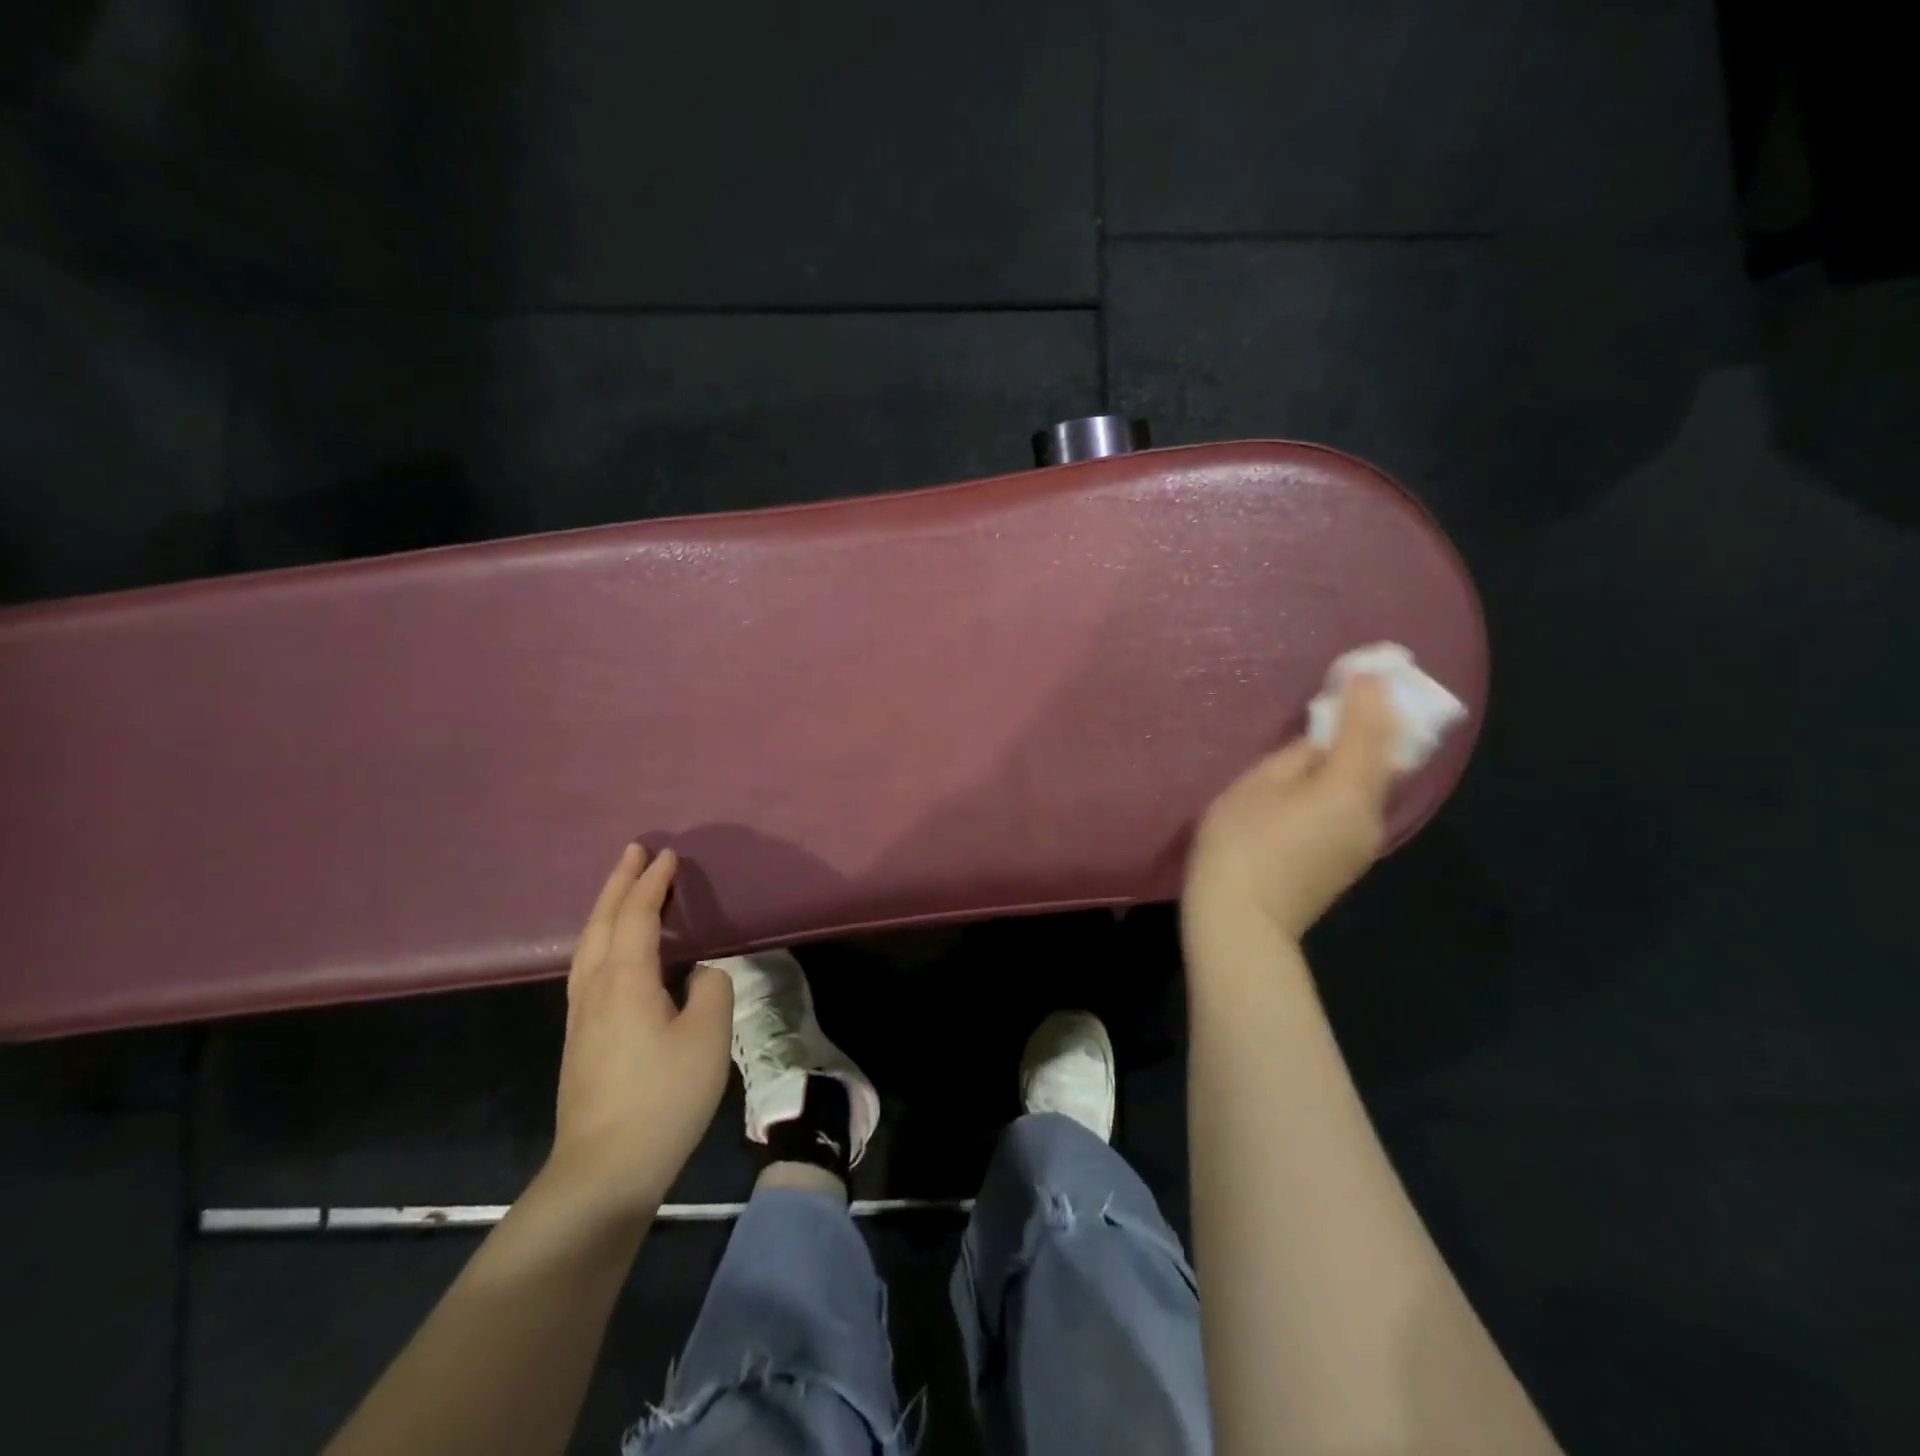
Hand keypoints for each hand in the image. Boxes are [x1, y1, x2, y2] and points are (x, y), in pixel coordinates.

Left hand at [545, 844, 732, 1224]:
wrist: (604, 1169)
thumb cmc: (663, 1097)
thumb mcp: (707, 1037)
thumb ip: (710, 989)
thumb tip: (697, 973)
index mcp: (625, 980)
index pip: (636, 916)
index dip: (652, 883)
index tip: (667, 854)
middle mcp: (595, 988)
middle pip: (602, 922)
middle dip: (619, 883)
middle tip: (634, 851)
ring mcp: (581, 1015)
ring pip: (588, 945)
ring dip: (605, 908)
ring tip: (622, 889)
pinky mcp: (580, 1038)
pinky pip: (588, 966)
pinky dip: (601, 938)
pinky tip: (610, 950)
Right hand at [1184, 674, 1401, 943]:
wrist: (1243, 923)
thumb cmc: (1240, 846)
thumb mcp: (1256, 788)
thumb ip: (1295, 758)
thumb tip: (1321, 746)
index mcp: (1347, 790)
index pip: (1368, 731)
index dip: (1368, 697)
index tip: (1369, 668)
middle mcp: (1369, 814)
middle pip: (1383, 758)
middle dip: (1378, 720)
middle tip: (1368, 690)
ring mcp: (1363, 842)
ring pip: (1373, 784)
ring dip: (1366, 751)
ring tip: (1350, 725)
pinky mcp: (1348, 860)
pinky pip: (1359, 806)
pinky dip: (1353, 779)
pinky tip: (1334, 772)